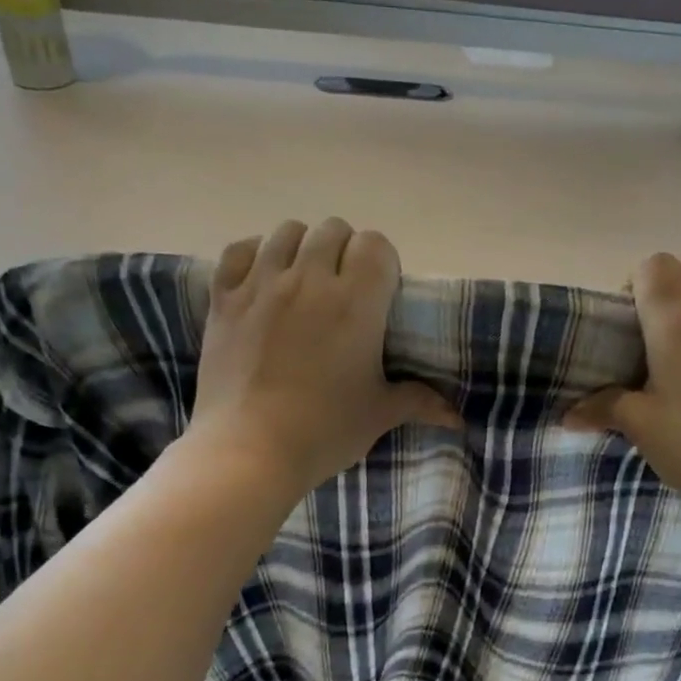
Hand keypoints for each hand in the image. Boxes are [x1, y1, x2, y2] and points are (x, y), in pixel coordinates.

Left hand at [189, 218, 461, 497]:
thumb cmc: (324, 430)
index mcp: (356, 302)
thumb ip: (418, 402)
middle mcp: (309, 279)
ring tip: (304, 279)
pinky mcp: (224, 299)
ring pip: (287, 232)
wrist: (248, 451)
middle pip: (333, 230)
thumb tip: (455, 416)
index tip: (380, 293)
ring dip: (302, 247)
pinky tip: (262, 277)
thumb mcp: (378, 415)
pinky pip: (238, 250)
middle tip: (344, 288)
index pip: (375, 245)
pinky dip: (254, 254)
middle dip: (344, 251)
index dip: (381, 262)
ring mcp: (261, 285)